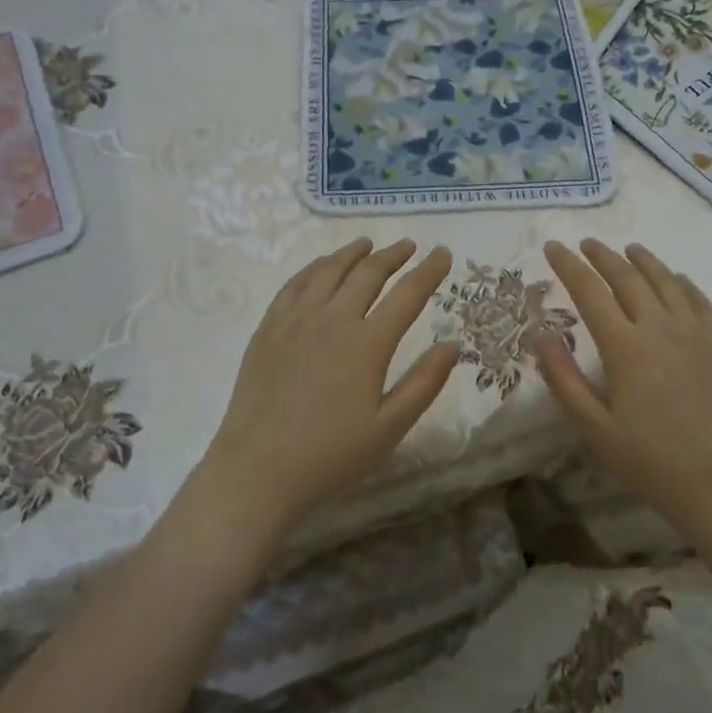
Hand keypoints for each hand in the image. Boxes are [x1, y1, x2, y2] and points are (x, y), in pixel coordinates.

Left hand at [191, 238, 459, 540]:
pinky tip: (321, 266)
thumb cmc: (331, 453)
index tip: (443, 253)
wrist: (259, 468)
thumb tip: (452, 345)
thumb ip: (425, 383)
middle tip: (408, 246)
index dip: (429, 271)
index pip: (408, 294)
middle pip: (368, 273)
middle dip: (392, 256)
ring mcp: (296, 320)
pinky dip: (314, 267)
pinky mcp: (269, 328)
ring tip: (367, 244)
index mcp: (368, 343)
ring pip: (328, 270)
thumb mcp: (390, 427)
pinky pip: (294, 284)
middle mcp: (333, 319)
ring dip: (352, 253)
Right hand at [535, 239, 711, 529]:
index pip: (590, 292)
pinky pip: (699, 299)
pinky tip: (676, 278)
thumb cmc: (651, 461)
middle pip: (628, 278)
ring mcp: (695, 333)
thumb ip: (564, 379)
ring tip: (628, 249)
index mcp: (626, 347)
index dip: (569, 267)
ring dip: (643, 261)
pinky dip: (682, 282)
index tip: (553, 247)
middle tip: (586, 243)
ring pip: (666, 281)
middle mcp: (660, 328)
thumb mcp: (595, 428)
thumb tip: (540, 334)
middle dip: (603, 256)